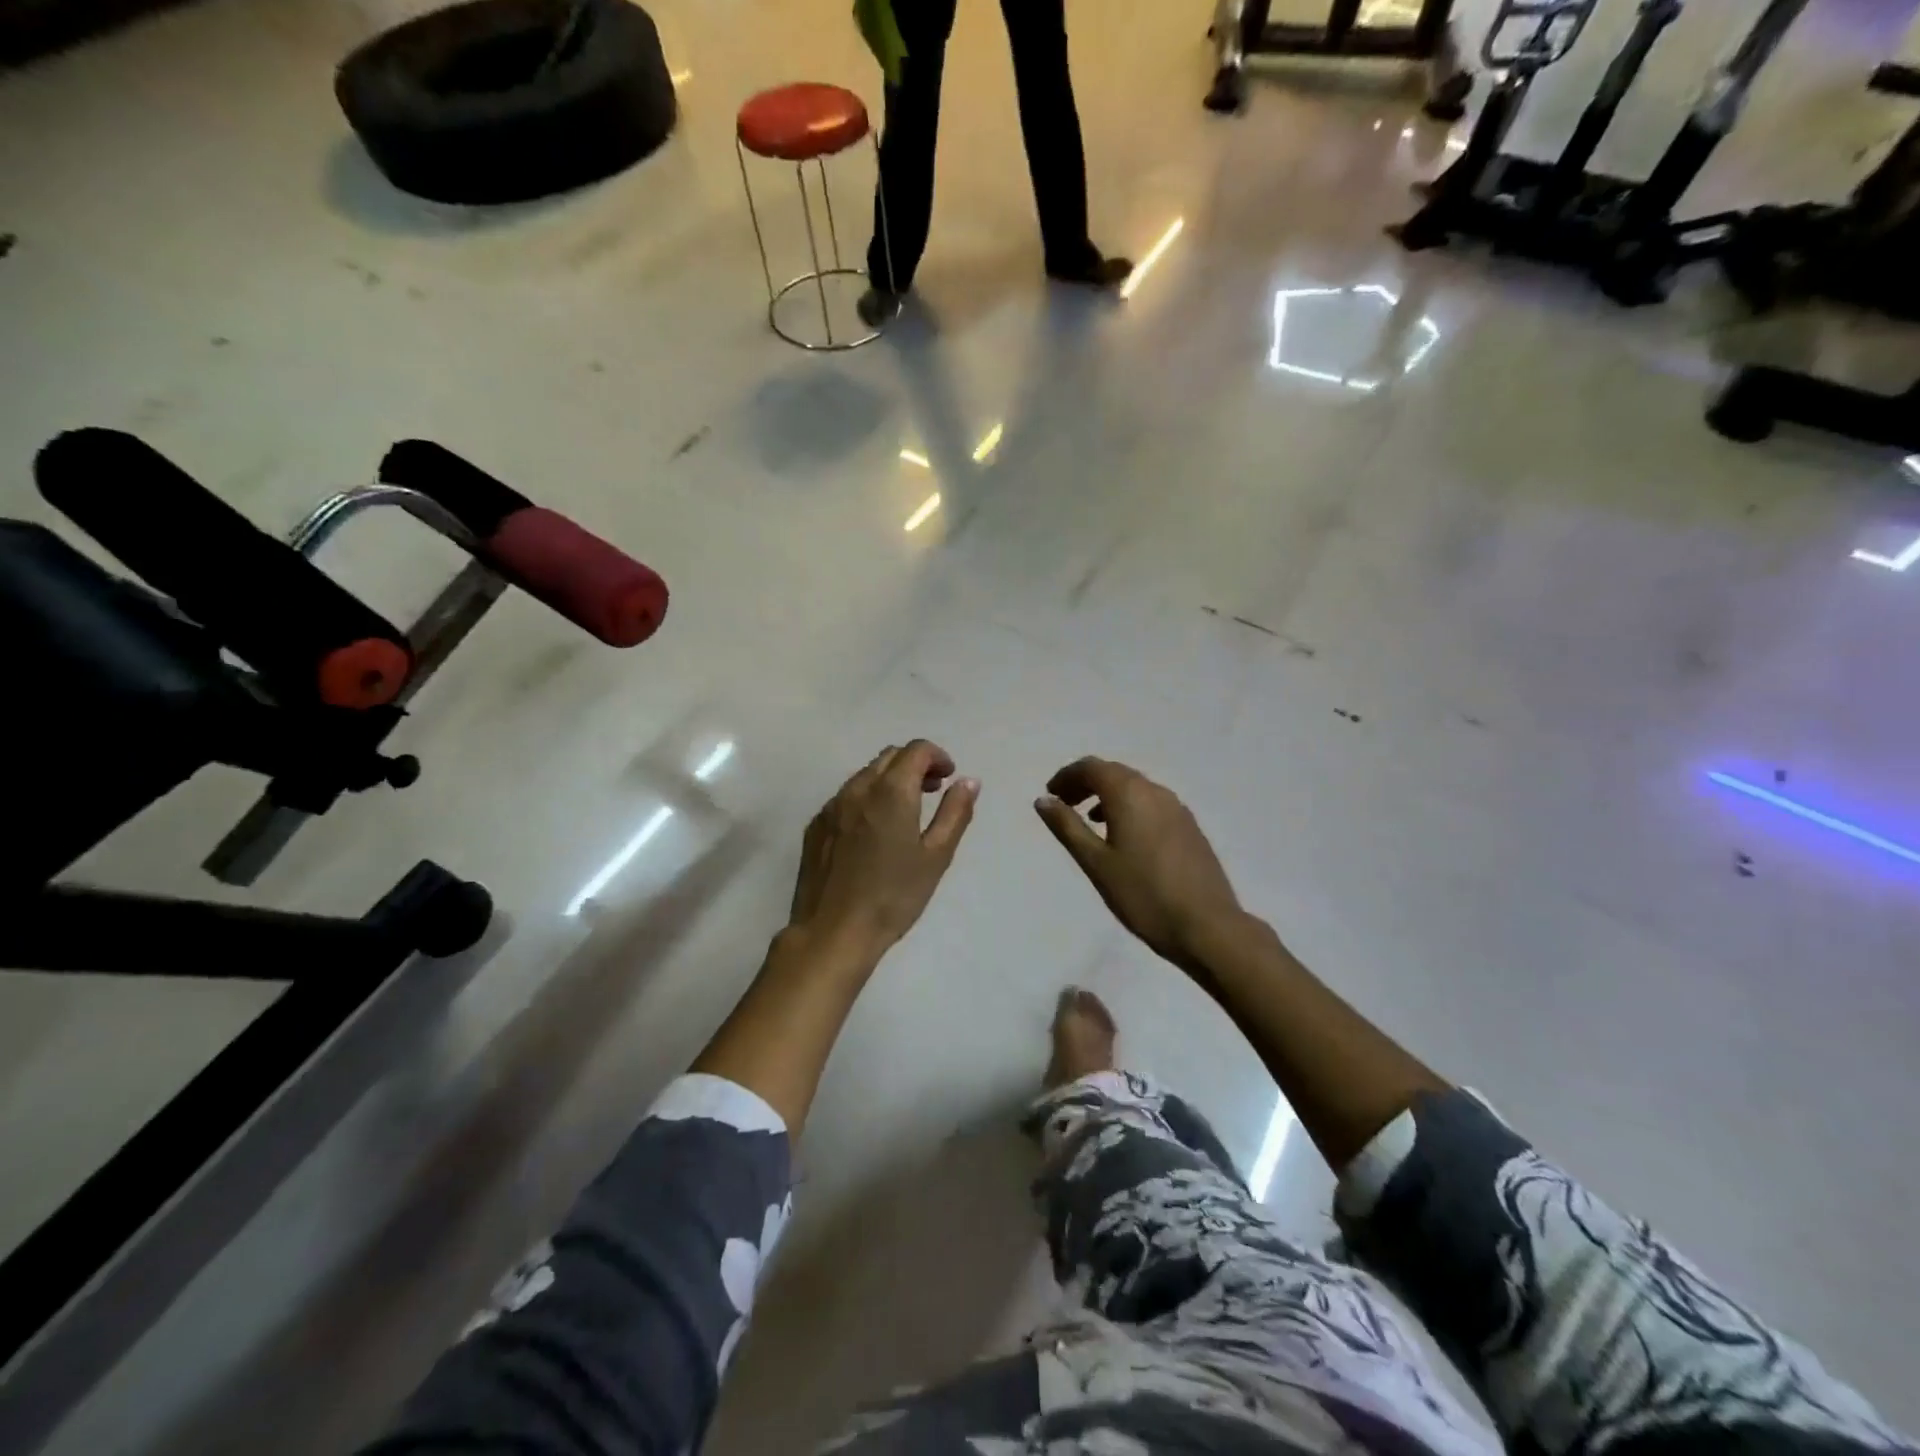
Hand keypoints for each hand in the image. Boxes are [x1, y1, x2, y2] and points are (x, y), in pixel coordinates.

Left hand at [788, 740, 978, 961]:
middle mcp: (857, 788)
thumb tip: (969, 781)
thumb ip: (955, 813)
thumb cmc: (893, 896)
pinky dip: (867, 799)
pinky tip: (873, 832)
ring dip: (890, 780)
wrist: (833, 932)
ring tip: (905, 812)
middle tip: (933, 791)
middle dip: (915, 765)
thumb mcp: (936, 857)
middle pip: (889, 757)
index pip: (916, 750)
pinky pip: (845, 797)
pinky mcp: (815, 826)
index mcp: (891, 791)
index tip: (949, 778)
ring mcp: (831, 806)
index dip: (938, 757)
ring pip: (865, 775)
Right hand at [1035, 757, 1242, 972]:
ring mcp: (1178, 808)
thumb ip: (1067, 827)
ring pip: (1135, 788)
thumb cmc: (1143, 895)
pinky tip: (1125, 837)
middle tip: (1064, 805)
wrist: (1207, 926)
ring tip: (1091, 821)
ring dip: (1108, 795)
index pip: (1092, 767)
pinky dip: (1130, 807)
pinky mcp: (1190, 827)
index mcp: (1129, 794)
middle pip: (1114, 773)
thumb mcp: (1095, 863)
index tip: (1050, 795)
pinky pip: (1152, 803)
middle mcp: (1155, 791)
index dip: (1067, 776)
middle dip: (1086, 783)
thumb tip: (1043, 800)